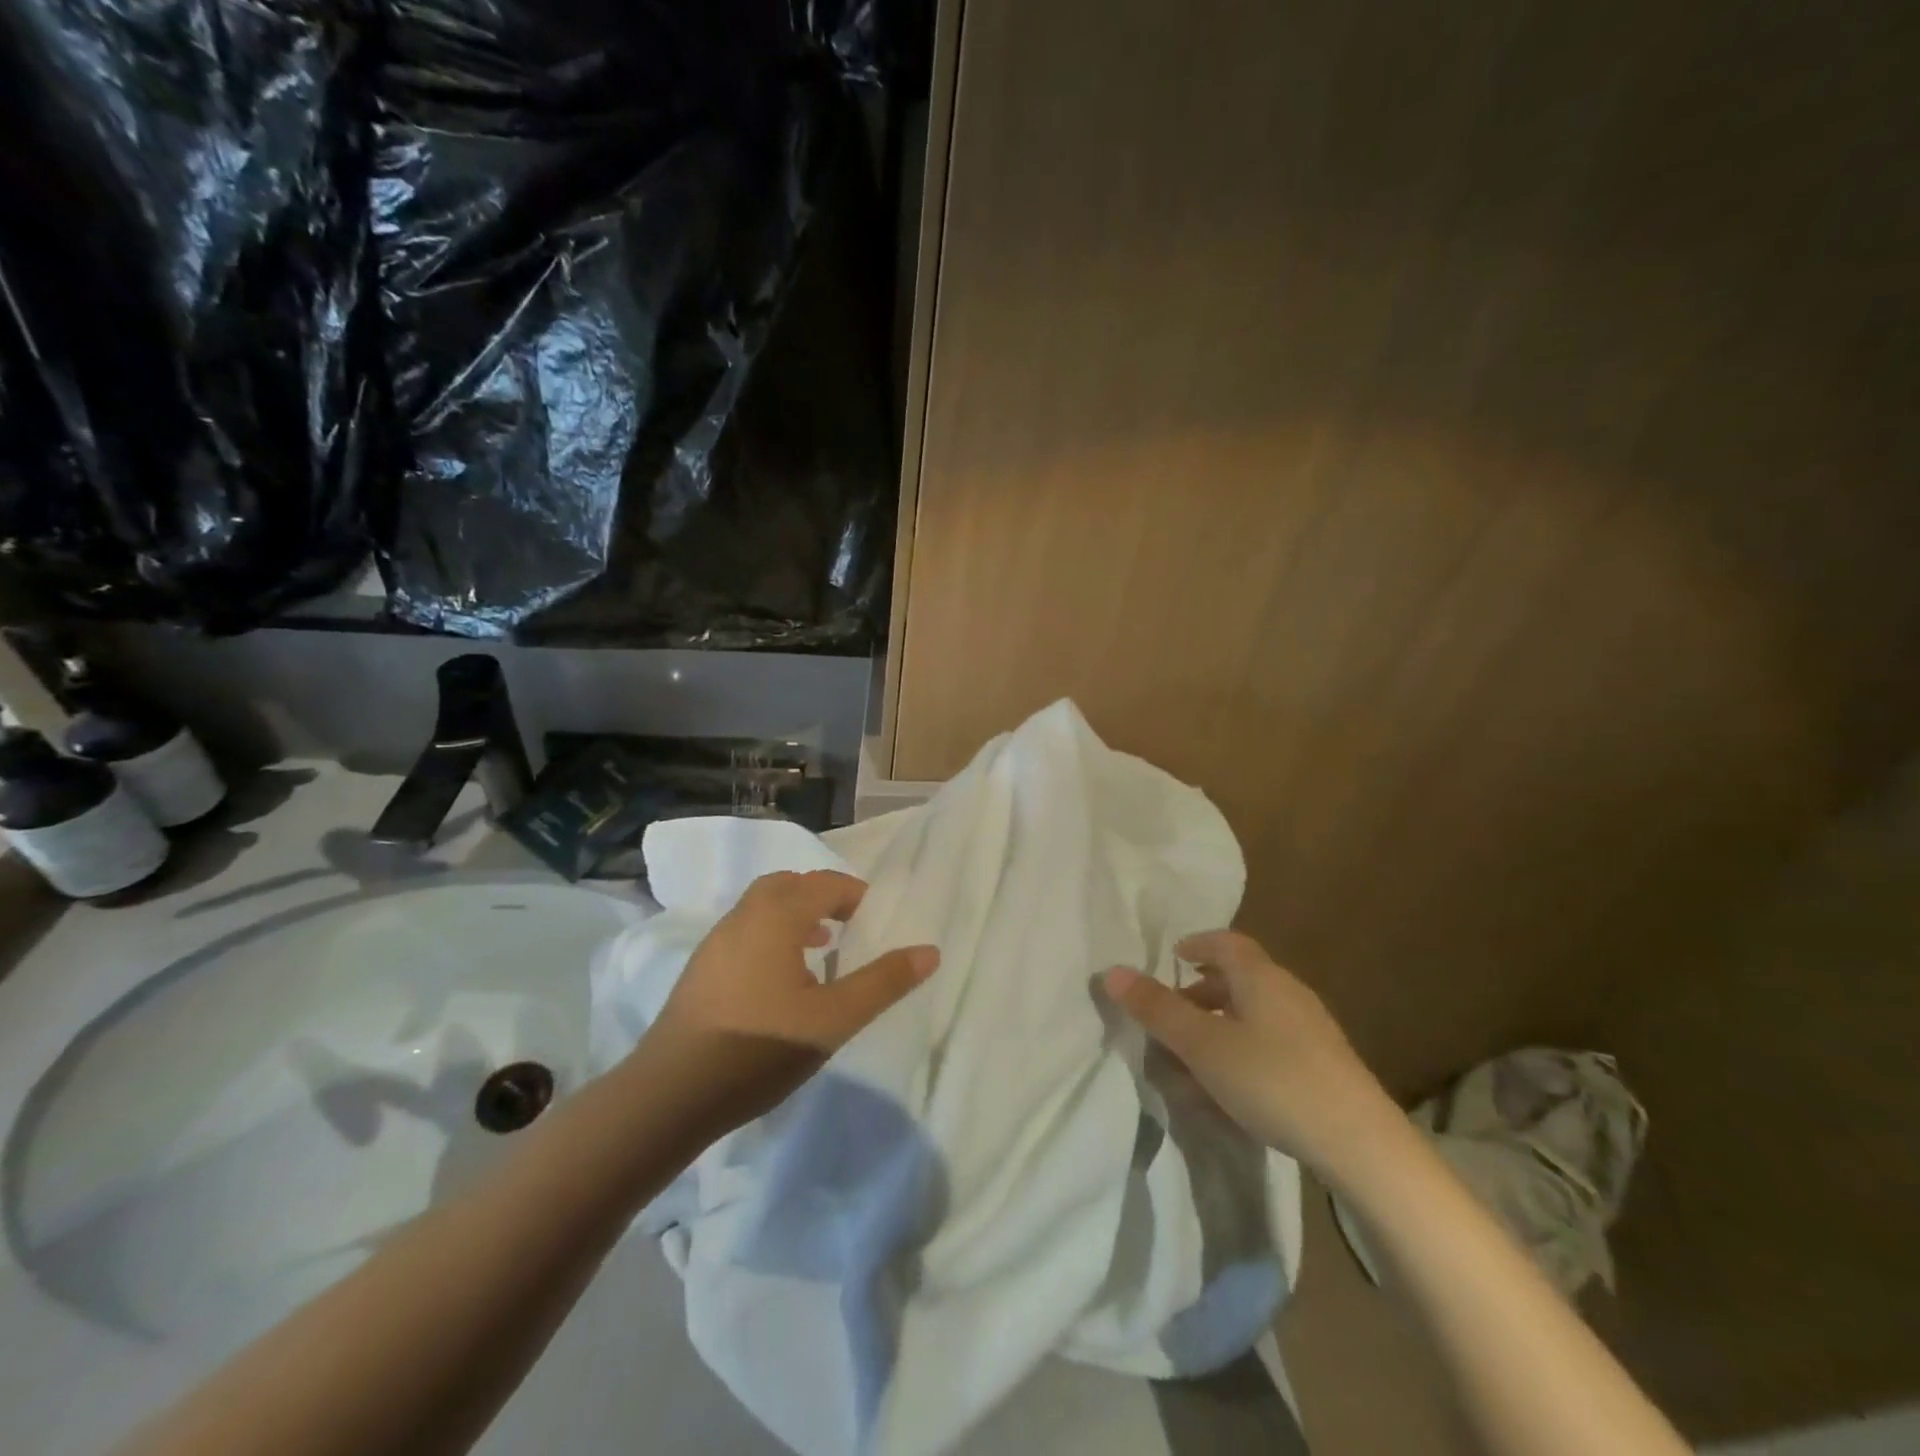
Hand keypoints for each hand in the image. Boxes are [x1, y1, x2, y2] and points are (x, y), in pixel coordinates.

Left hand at [645, 870, 939, 1130]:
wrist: (670, 1095)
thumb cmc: (760, 1048)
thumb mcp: (834, 1019)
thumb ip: (883, 982)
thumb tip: (929, 951)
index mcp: (776, 917)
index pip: (822, 884)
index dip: (853, 893)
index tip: (873, 917)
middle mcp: (742, 917)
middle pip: (786, 885)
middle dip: (820, 895)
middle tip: (846, 924)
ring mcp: (715, 943)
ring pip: (760, 907)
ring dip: (793, 914)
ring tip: (819, 948)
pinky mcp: (699, 970)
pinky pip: (744, 931)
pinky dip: (770, 935)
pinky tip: (779, 981)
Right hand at [1104, 930, 1394, 1172]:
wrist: (1361, 1144)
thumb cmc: (1272, 1079)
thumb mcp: (1202, 1045)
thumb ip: (1156, 1008)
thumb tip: (1112, 971)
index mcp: (1261, 978)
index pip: (1226, 943)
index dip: (1197, 945)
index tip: (1172, 958)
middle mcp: (1288, 994)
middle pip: (1238, 980)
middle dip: (1200, 994)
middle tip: (1171, 1015)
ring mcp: (1310, 1032)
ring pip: (1252, 1017)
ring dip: (1218, 1029)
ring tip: (1191, 1061)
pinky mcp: (1323, 1068)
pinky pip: (1270, 1046)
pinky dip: (1240, 1054)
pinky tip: (1228, 1093)